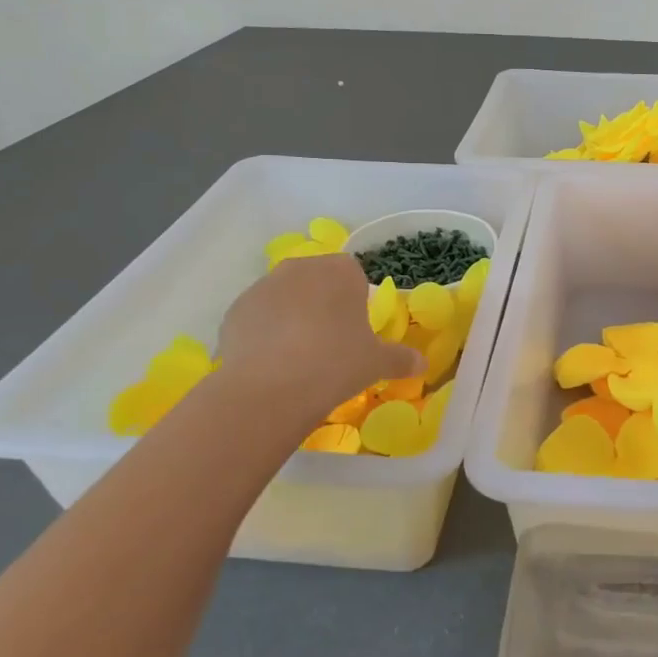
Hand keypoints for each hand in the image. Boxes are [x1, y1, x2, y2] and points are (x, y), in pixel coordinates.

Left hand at [215, 253, 423, 423]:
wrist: (270, 388)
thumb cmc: (336, 364)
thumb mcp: (376, 363)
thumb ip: (401, 358)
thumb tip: (423, 363)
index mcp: (339, 271)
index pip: (352, 273)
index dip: (355, 300)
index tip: (355, 329)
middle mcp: (300, 268)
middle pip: (315, 280)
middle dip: (322, 303)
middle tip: (329, 342)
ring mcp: (262, 287)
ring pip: (284, 297)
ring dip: (291, 316)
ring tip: (297, 356)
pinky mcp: (234, 311)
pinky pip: (257, 317)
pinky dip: (264, 333)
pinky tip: (271, 363)